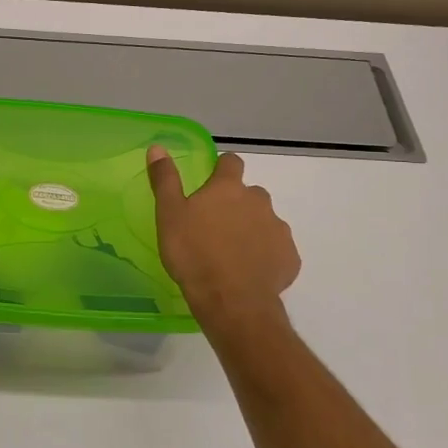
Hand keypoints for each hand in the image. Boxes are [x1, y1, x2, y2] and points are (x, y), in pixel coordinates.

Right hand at [147, 148, 299, 326]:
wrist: (231, 301)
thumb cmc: (194, 254)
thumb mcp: (169, 215)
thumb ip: (165, 180)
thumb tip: (157, 147)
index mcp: (228, 188)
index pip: (231, 162)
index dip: (222, 169)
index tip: (211, 183)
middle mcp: (258, 201)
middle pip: (250, 194)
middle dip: (236, 204)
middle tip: (215, 226)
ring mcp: (278, 229)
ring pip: (264, 221)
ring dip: (251, 229)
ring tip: (232, 253)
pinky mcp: (289, 257)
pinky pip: (276, 249)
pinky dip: (265, 255)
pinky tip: (249, 271)